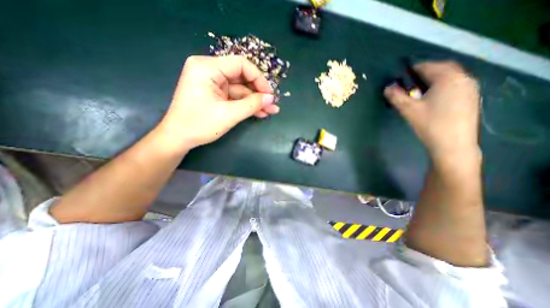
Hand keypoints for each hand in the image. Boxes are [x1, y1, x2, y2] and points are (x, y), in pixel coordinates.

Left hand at [158, 54, 278, 152]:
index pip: (241, 65)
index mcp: (207, 67)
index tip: (269, 95)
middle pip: (242, 77)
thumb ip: (252, 105)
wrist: (179, 138)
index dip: (259, 79)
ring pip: (241, 89)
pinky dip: (247, 105)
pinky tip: (260, 112)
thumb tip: (271, 98)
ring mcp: (213, 83)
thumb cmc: (199, 125)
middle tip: (272, 105)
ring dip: (255, 101)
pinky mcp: (216, 94)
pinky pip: (235, 97)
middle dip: (259, 93)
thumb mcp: (229, 115)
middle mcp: (210, 70)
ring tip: (271, 111)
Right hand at [383, 60, 479, 161]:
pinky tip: (433, 97)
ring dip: (435, 78)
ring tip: (420, 88)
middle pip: (443, 68)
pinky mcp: (471, 99)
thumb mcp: (408, 109)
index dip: (414, 68)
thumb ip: (396, 97)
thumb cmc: (429, 124)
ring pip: (451, 76)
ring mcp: (470, 89)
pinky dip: (443, 85)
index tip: (403, 73)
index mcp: (448, 78)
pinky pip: (456, 84)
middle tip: (411, 79)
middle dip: (426, 71)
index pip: (429, 66)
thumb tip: (387, 88)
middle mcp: (463, 79)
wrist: (453, 144)